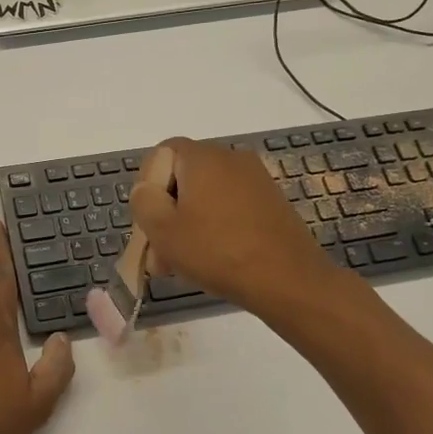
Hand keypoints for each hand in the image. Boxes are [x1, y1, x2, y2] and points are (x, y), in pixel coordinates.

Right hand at [131, 137, 343, 317]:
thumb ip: (144, 201)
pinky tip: (212, 259)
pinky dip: (215, 226)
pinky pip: (230, 207)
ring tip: (181, 264)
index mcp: (202, 157)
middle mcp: (230, 158)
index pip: (162, 153)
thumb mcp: (163, 230)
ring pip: (206, 196)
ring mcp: (255, 179)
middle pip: (183, 177)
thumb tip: (146, 189)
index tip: (148, 221)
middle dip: (166, 212)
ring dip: (188, 224)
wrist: (289, 280)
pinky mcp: (271, 202)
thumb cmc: (217, 251)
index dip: (148, 185)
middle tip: (159, 252)